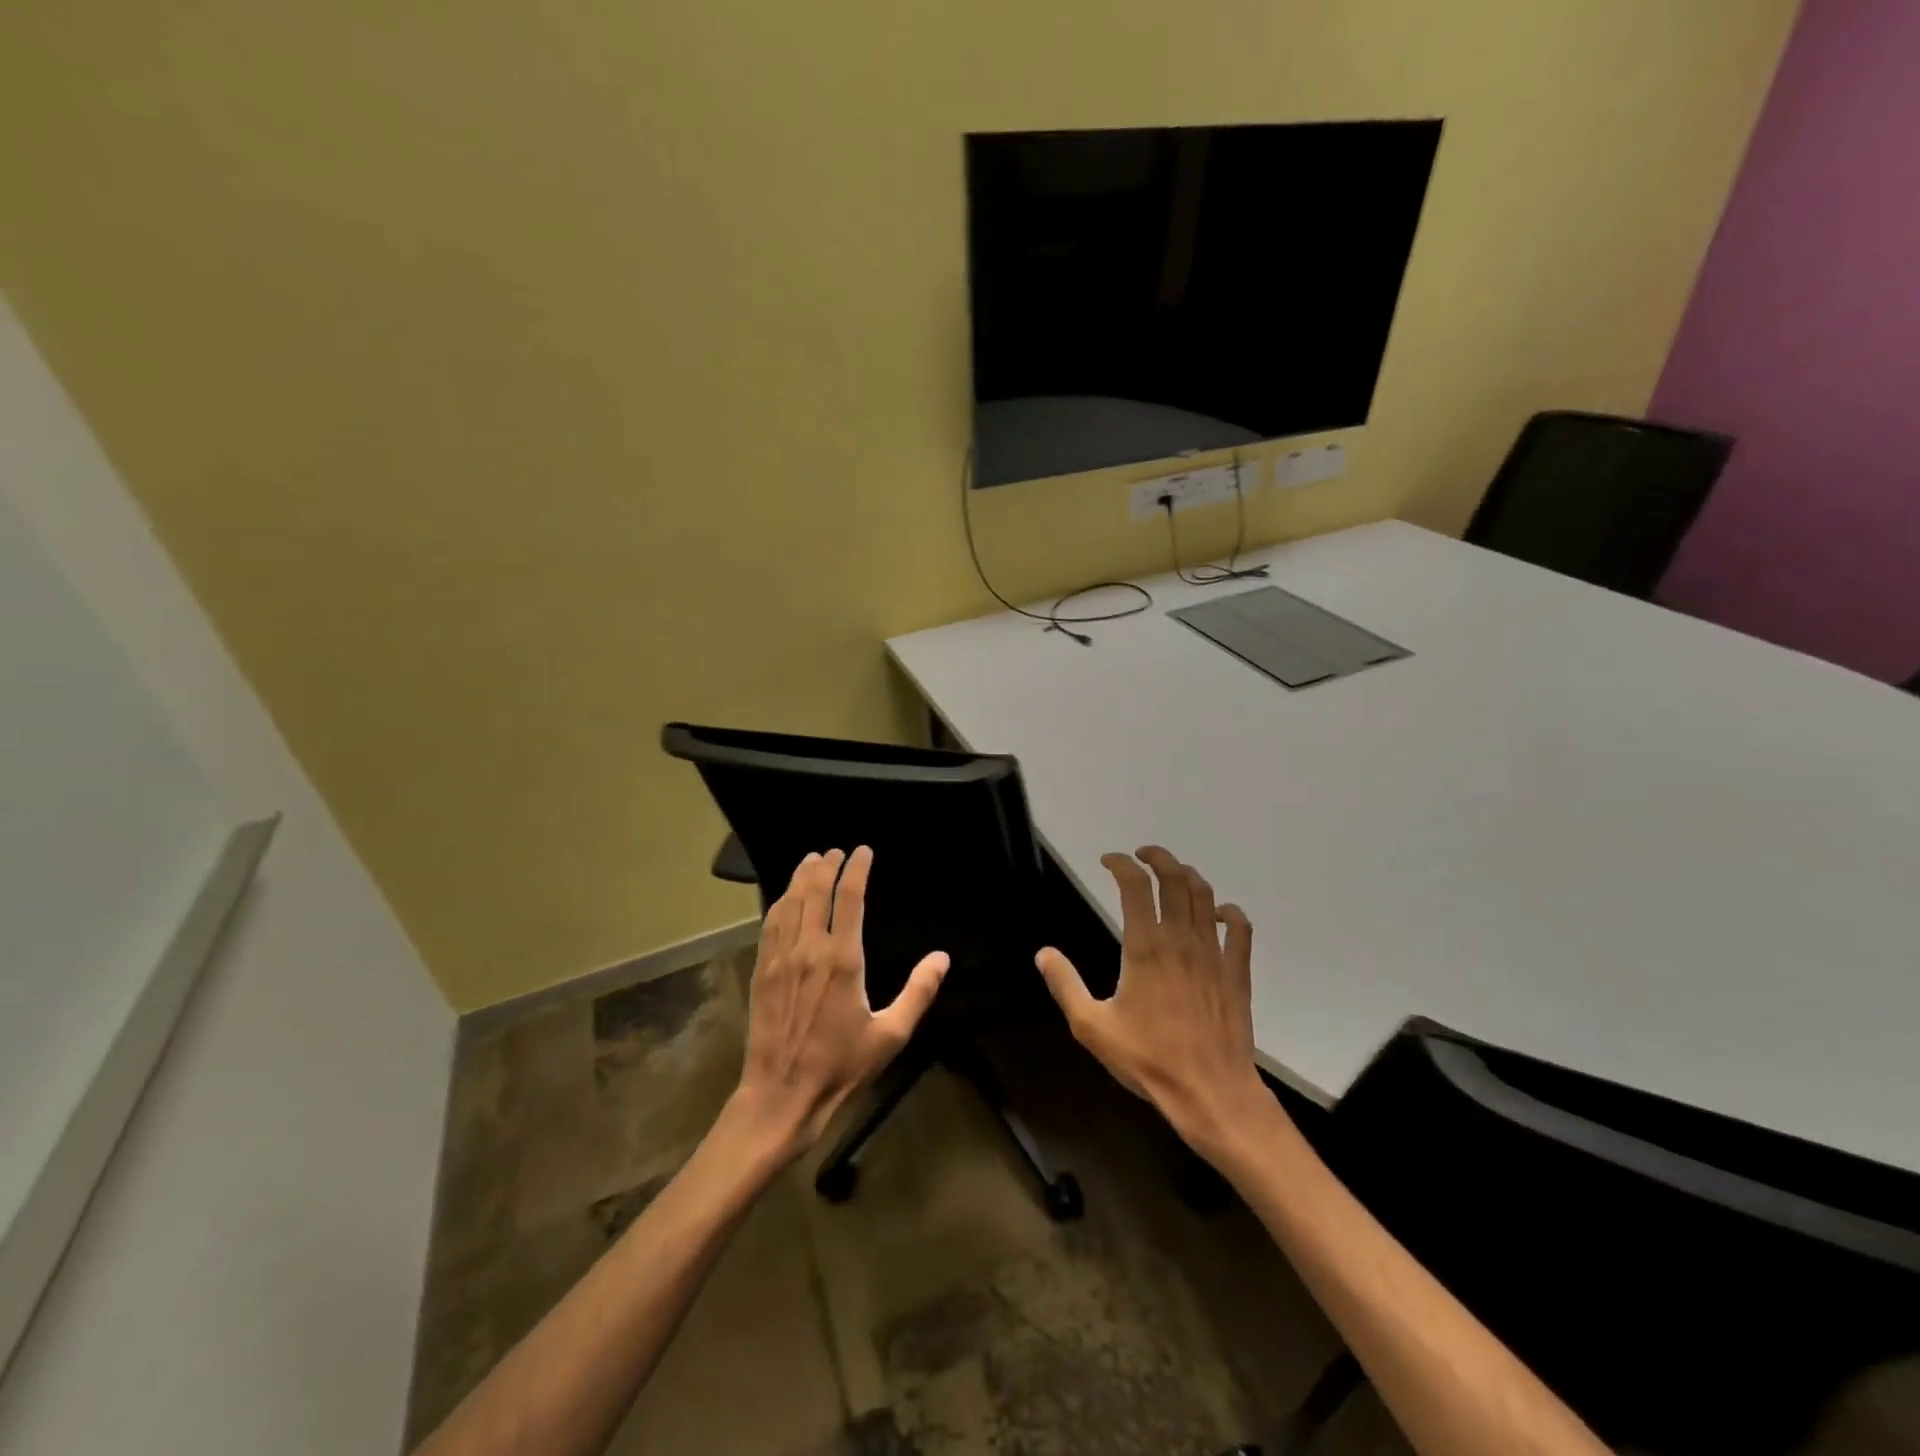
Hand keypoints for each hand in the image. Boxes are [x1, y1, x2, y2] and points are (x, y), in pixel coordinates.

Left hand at [732, 846, 947, 1159]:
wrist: (782, 1095)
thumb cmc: (841, 1067)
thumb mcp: (891, 1035)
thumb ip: (918, 992)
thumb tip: (941, 957)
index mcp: (843, 960)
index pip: (849, 898)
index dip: (856, 869)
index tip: (863, 852)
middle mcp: (809, 950)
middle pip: (815, 891)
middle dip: (826, 865)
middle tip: (836, 852)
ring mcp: (780, 959)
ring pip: (790, 903)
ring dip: (801, 877)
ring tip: (811, 860)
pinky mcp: (762, 972)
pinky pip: (770, 925)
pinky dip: (780, 902)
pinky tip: (785, 897)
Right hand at [1035, 847, 1269, 1154]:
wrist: (1210, 1092)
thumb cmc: (1148, 1059)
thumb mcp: (1092, 1026)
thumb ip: (1066, 985)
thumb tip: (1043, 953)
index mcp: (1145, 947)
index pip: (1135, 886)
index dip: (1121, 864)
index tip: (1108, 860)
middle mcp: (1181, 939)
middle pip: (1175, 879)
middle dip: (1157, 858)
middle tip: (1142, 855)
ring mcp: (1213, 953)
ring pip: (1206, 896)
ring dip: (1188, 876)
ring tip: (1173, 874)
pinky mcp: (1236, 971)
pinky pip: (1239, 928)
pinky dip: (1228, 911)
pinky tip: (1218, 913)